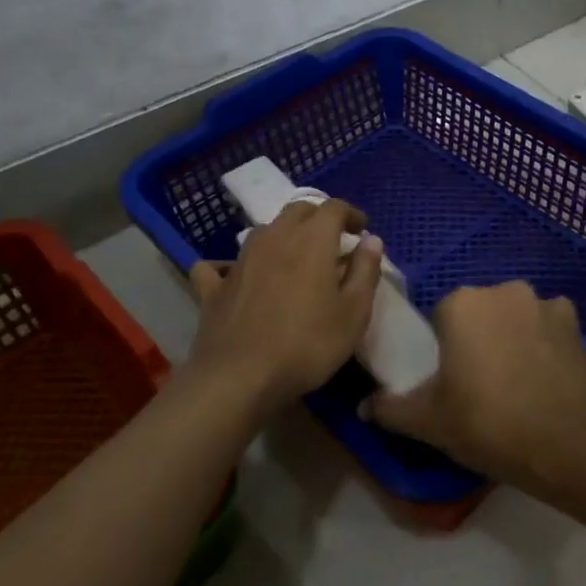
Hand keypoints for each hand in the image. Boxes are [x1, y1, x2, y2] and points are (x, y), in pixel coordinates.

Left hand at [189, 197, 383, 411]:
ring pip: (263, 231)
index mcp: (311, 240)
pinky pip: (219, 266)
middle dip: (318, 218)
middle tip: (332, 239)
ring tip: (293, 257)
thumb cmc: (307, 344)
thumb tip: (371, 240)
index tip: (361, 230)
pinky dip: (228, 265)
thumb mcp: (353, 313)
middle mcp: (274, 237)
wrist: (239, 377)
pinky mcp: (214, 287)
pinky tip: (231, 276)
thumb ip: (366, 271)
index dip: (351, 214)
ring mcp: (240, 260)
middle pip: (297, 211)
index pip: (334, 208)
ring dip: (282, 235)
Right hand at [365, 282, 585, 491]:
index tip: (451, 378)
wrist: (564, 445)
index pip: (442, 316)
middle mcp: (502, 290)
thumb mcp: (429, 422)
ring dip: (512, 334)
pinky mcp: (573, 320)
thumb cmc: (487, 425)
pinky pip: (548, 322)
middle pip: (480, 310)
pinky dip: (544, 338)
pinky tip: (544, 371)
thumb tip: (362, 406)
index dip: (444, 347)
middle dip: (479, 335)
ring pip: (515, 314)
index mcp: (461, 303)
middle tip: (481, 381)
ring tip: (517, 379)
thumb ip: (391, 408)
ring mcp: (541, 301)